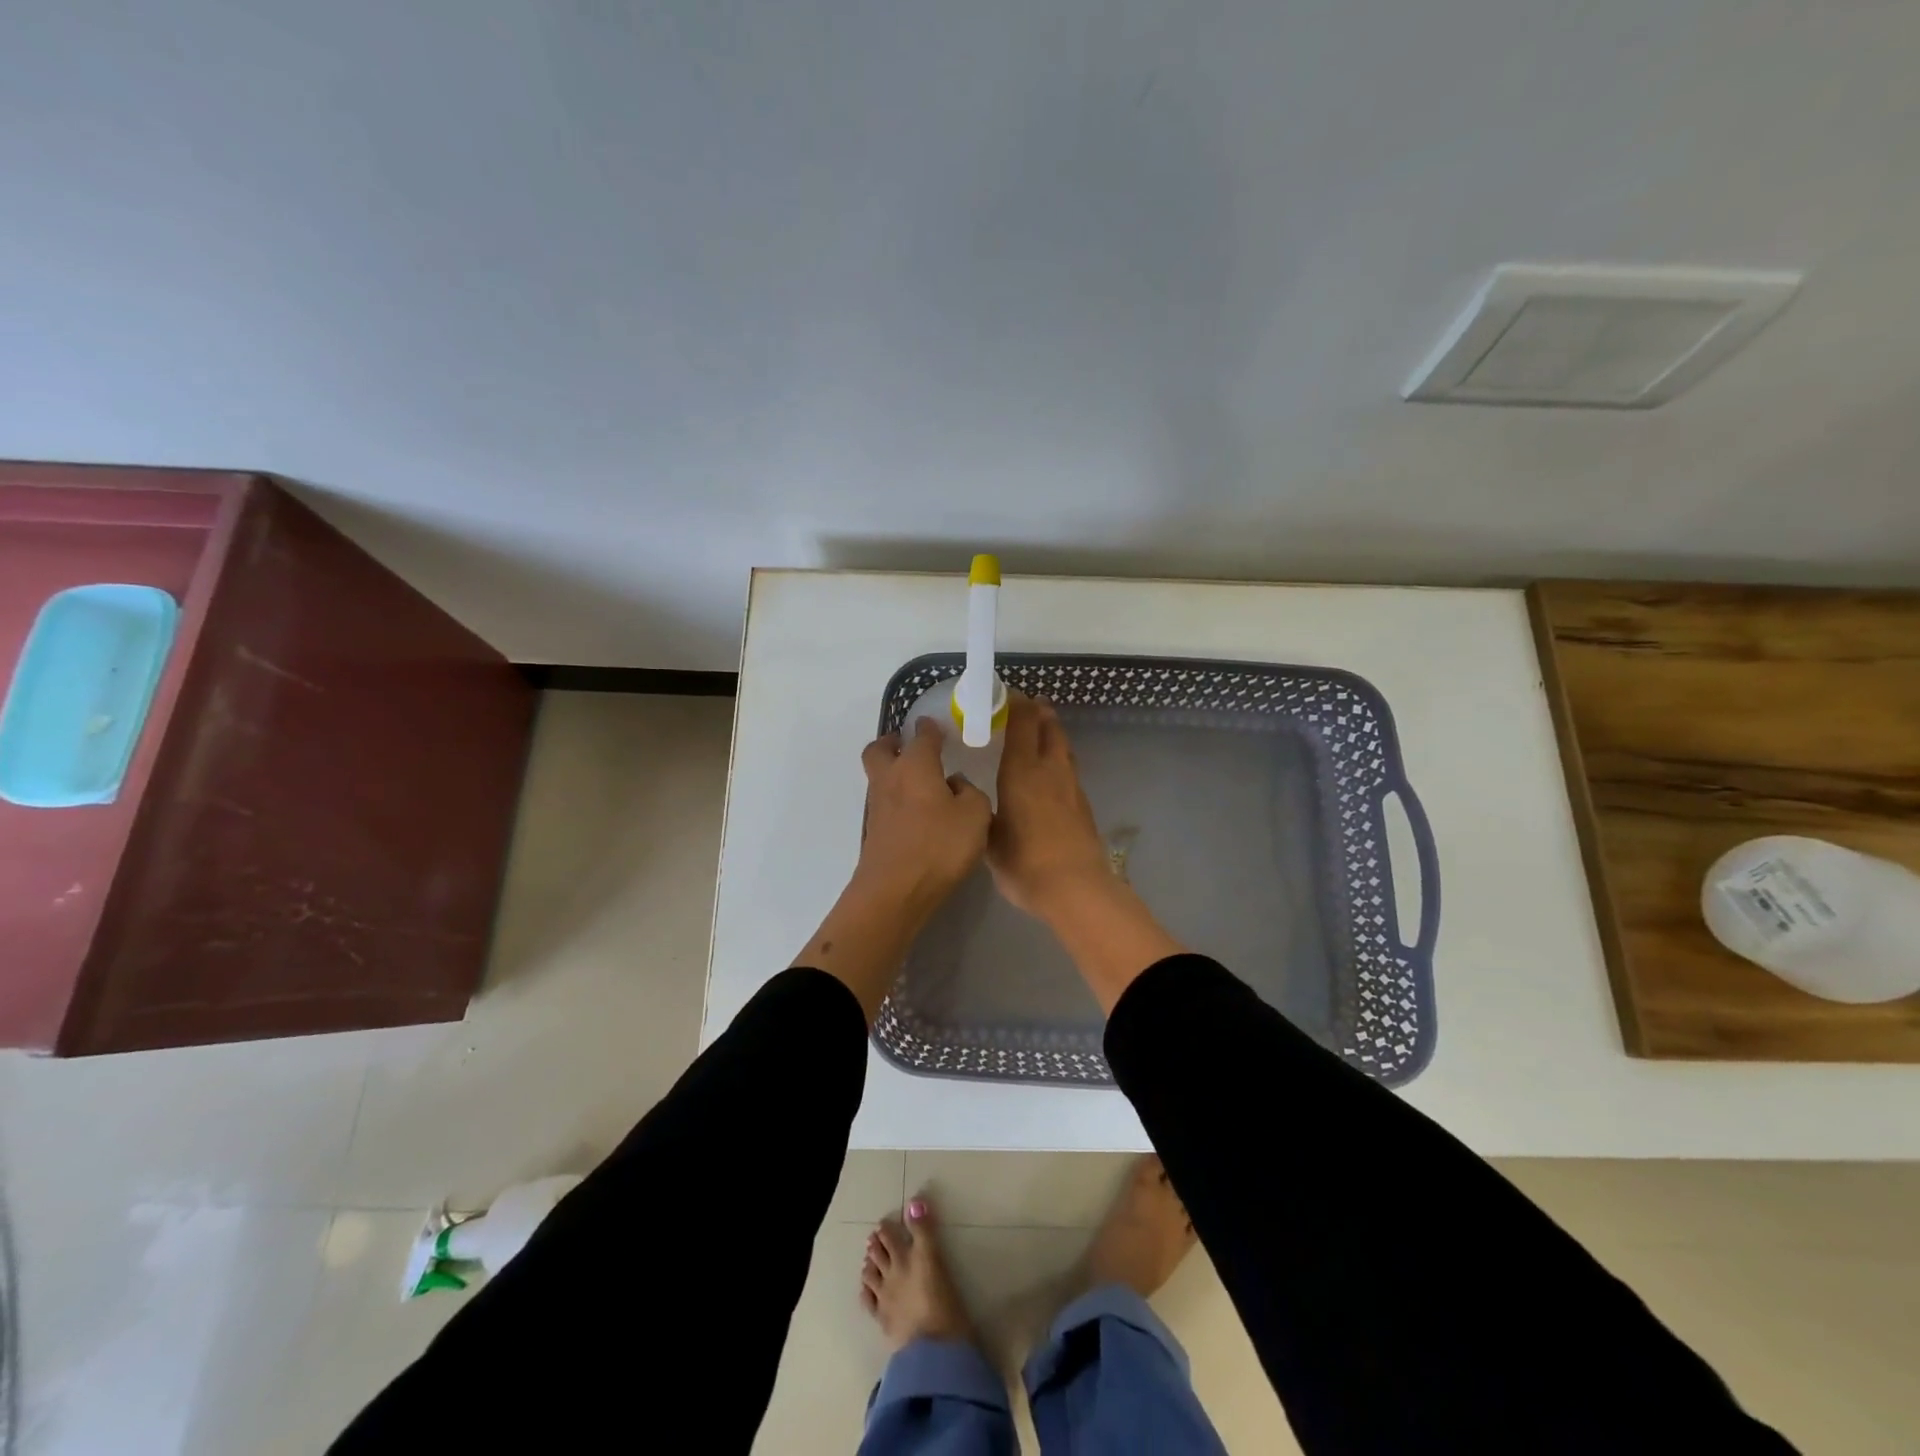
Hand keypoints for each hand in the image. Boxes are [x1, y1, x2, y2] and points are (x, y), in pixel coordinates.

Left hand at [794, 717, 989, 1020]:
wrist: (895, 891)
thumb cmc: (939, 845)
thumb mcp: (976, 815)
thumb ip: (971, 793)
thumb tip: (956, 785)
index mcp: (915, 765)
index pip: (922, 735)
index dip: (931, 729)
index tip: (938, 727)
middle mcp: (890, 778)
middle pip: (880, 749)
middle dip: (893, 743)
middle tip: (911, 747)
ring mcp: (877, 805)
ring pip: (879, 776)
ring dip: (894, 772)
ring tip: (921, 783)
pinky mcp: (874, 831)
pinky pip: (884, 803)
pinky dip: (897, 800)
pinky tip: (918, 814)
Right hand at [987, 695, 1113, 919]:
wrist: (1076, 888)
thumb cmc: (1025, 863)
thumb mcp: (990, 840)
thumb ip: (984, 815)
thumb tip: (977, 801)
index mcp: (1022, 772)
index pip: (1023, 724)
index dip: (1017, 704)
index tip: (1007, 694)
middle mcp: (1049, 770)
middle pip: (1049, 728)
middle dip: (1040, 712)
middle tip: (1030, 704)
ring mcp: (1071, 786)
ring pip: (1064, 748)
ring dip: (1053, 733)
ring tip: (1043, 729)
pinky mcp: (1083, 804)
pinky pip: (1069, 769)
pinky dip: (1059, 760)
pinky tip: (1051, 773)